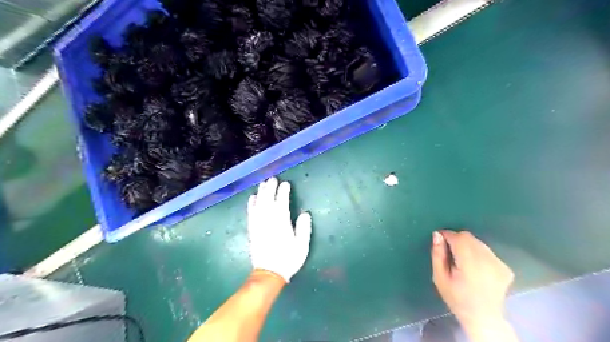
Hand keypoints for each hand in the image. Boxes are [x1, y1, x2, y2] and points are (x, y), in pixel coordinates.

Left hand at [249, 178, 314, 281]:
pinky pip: (251, 213)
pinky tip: (252, 197)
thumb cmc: (288, 259)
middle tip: (273, 179)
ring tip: (263, 183)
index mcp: (281, 223)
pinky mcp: (252, 230)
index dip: (283, 192)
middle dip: (270, 188)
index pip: (281, 203)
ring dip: (261, 193)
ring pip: (259, 204)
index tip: (285, 184)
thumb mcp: (302, 246)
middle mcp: (268, 221)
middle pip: (268, 200)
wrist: (269, 273)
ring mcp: (259, 225)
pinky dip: (251, 204)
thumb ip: (304, 229)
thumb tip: (305, 214)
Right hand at [431, 231, 510, 329]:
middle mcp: (487, 261)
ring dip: (467, 246)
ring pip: (478, 243)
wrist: (483, 318)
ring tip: (462, 261)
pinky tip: (475, 268)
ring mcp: (499, 263)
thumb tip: (437, 235)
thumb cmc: (456, 298)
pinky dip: (478, 254)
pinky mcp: (505, 267)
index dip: (447, 235)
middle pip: (468, 237)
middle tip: (449, 253)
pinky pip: (487, 251)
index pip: (458, 238)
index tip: (440, 240)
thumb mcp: (440, 278)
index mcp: (470, 264)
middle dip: (456, 240)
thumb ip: (438, 255)